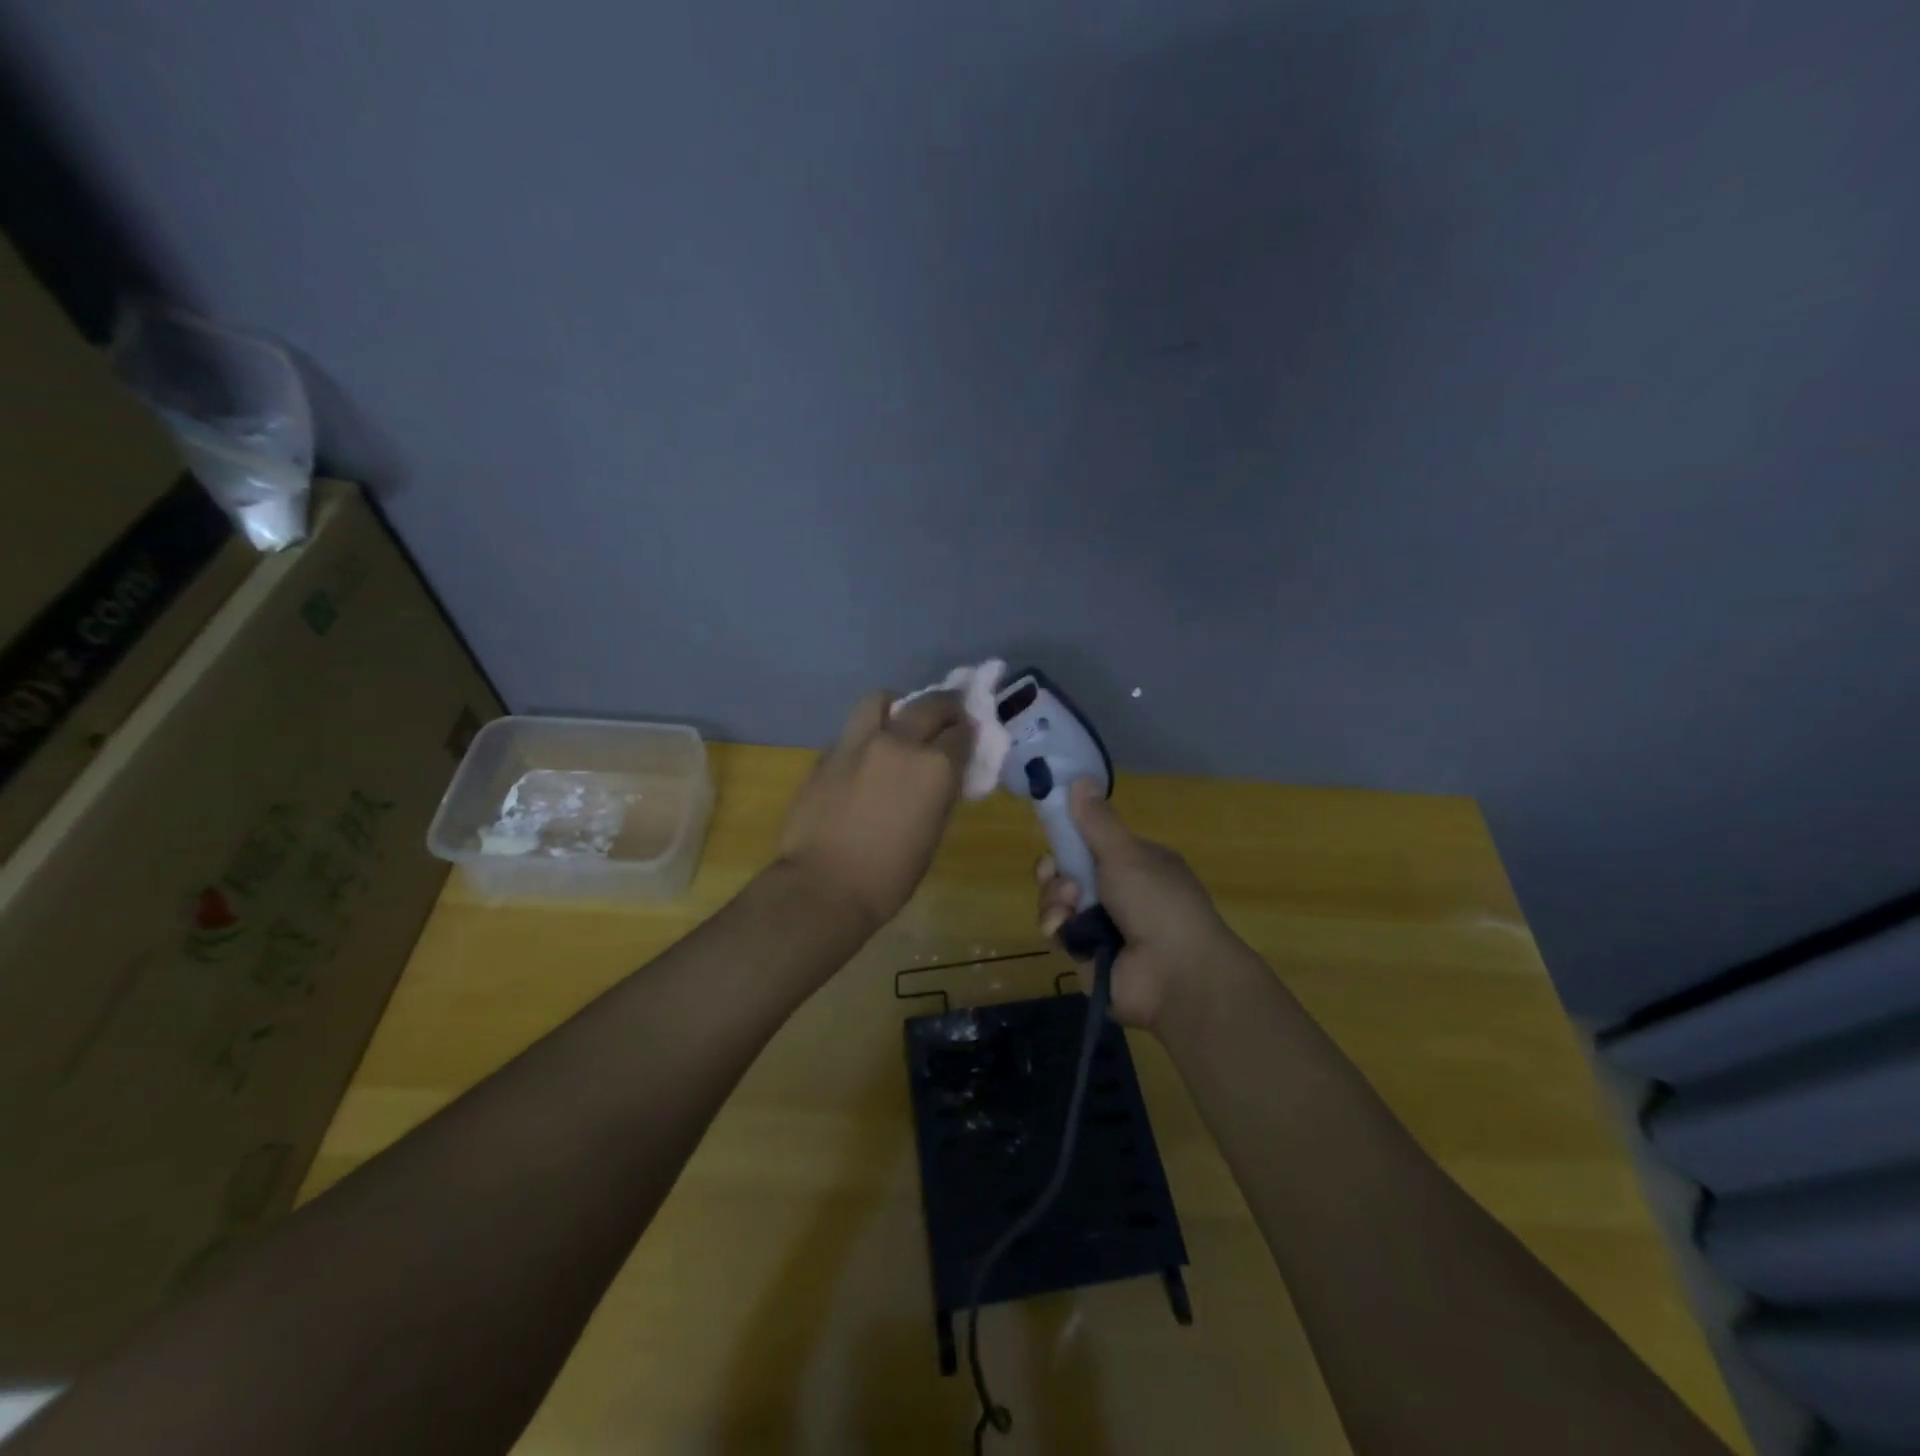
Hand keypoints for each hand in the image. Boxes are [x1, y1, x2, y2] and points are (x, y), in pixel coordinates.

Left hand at [776, 690, 973, 931]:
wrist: (824, 886)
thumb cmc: (890, 875)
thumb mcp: (932, 831)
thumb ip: (938, 792)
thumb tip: (939, 775)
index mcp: (935, 766)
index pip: (961, 732)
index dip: (967, 734)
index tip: (967, 738)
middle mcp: (900, 742)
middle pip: (929, 704)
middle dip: (944, 708)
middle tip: (946, 719)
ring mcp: (858, 743)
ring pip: (880, 699)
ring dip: (896, 706)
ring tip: (897, 723)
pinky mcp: (827, 753)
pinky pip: (852, 731)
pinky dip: (865, 736)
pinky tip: (864, 759)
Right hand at [1036, 780, 1243, 1029]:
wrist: (1174, 974)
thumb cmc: (1157, 901)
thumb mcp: (1126, 853)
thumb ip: (1096, 821)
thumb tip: (1080, 777)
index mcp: (1135, 864)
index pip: (1092, 843)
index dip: (1070, 837)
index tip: (1054, 829)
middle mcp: (1118, 892)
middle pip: (1068, 871)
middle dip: (1055, 870)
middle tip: (1054, 870)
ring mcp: (1101, 925)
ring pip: (1058, 900)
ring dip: (1055, 897)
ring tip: (1070, 904)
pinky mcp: (1084, 954)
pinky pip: (1057, 930)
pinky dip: (1056, 925)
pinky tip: (1065, 927)